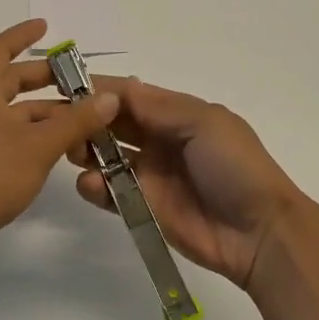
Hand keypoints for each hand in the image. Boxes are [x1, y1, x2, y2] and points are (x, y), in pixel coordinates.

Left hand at [0, 20, 119, 267]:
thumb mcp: (39, 145)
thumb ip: (76, 120)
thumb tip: (109, 97)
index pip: (0, 49)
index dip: (22, 34)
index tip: (46, 26)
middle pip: (11, 81)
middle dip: (44, 77)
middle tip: (78, 78)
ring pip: (15, 112)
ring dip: (46, 111)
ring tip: (83, 117)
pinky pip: (12, 136)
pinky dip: (37, 134)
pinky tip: (63, 147)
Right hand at [68, 78, 303, 290]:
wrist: (259, 233)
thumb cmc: (235, 167)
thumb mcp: (206, 124)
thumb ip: (162, 107)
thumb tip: (124, 87)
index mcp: (177, 115)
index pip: (131, 96)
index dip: (101, 90)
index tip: (66, 87)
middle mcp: (159, 140)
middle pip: (113, 124)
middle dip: (86, 120)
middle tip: (59, 123)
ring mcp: (149, 175)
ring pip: (105, 156)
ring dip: (86, 151)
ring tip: (73, 152)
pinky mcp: (142, 207)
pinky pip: (110, 192)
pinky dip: (94, 186)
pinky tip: (91, 185)